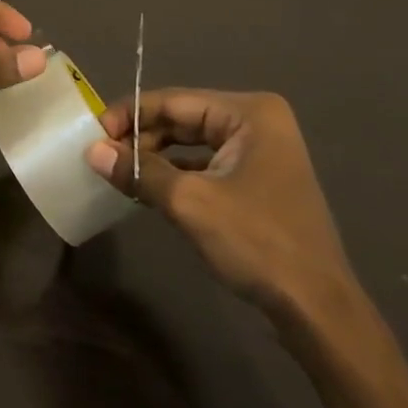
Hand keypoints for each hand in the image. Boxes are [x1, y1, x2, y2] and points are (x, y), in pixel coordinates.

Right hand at [84, 89, 354, 320]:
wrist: (315, 306)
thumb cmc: (257, 242)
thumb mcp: (190, 202)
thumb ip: (139, 171)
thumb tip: (91, 151)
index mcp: (249, 113)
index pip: (173, 101)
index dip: (129, 115)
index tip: (92, 135)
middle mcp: (256, 122)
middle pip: (182, 118)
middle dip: (140, 137)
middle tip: (101, 157)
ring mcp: (259, 151)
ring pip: (191, 143)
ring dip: (154, 157)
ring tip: (116, 172)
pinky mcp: (255, 179)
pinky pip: (204, 165)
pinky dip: (174, 174)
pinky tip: (145, 189)